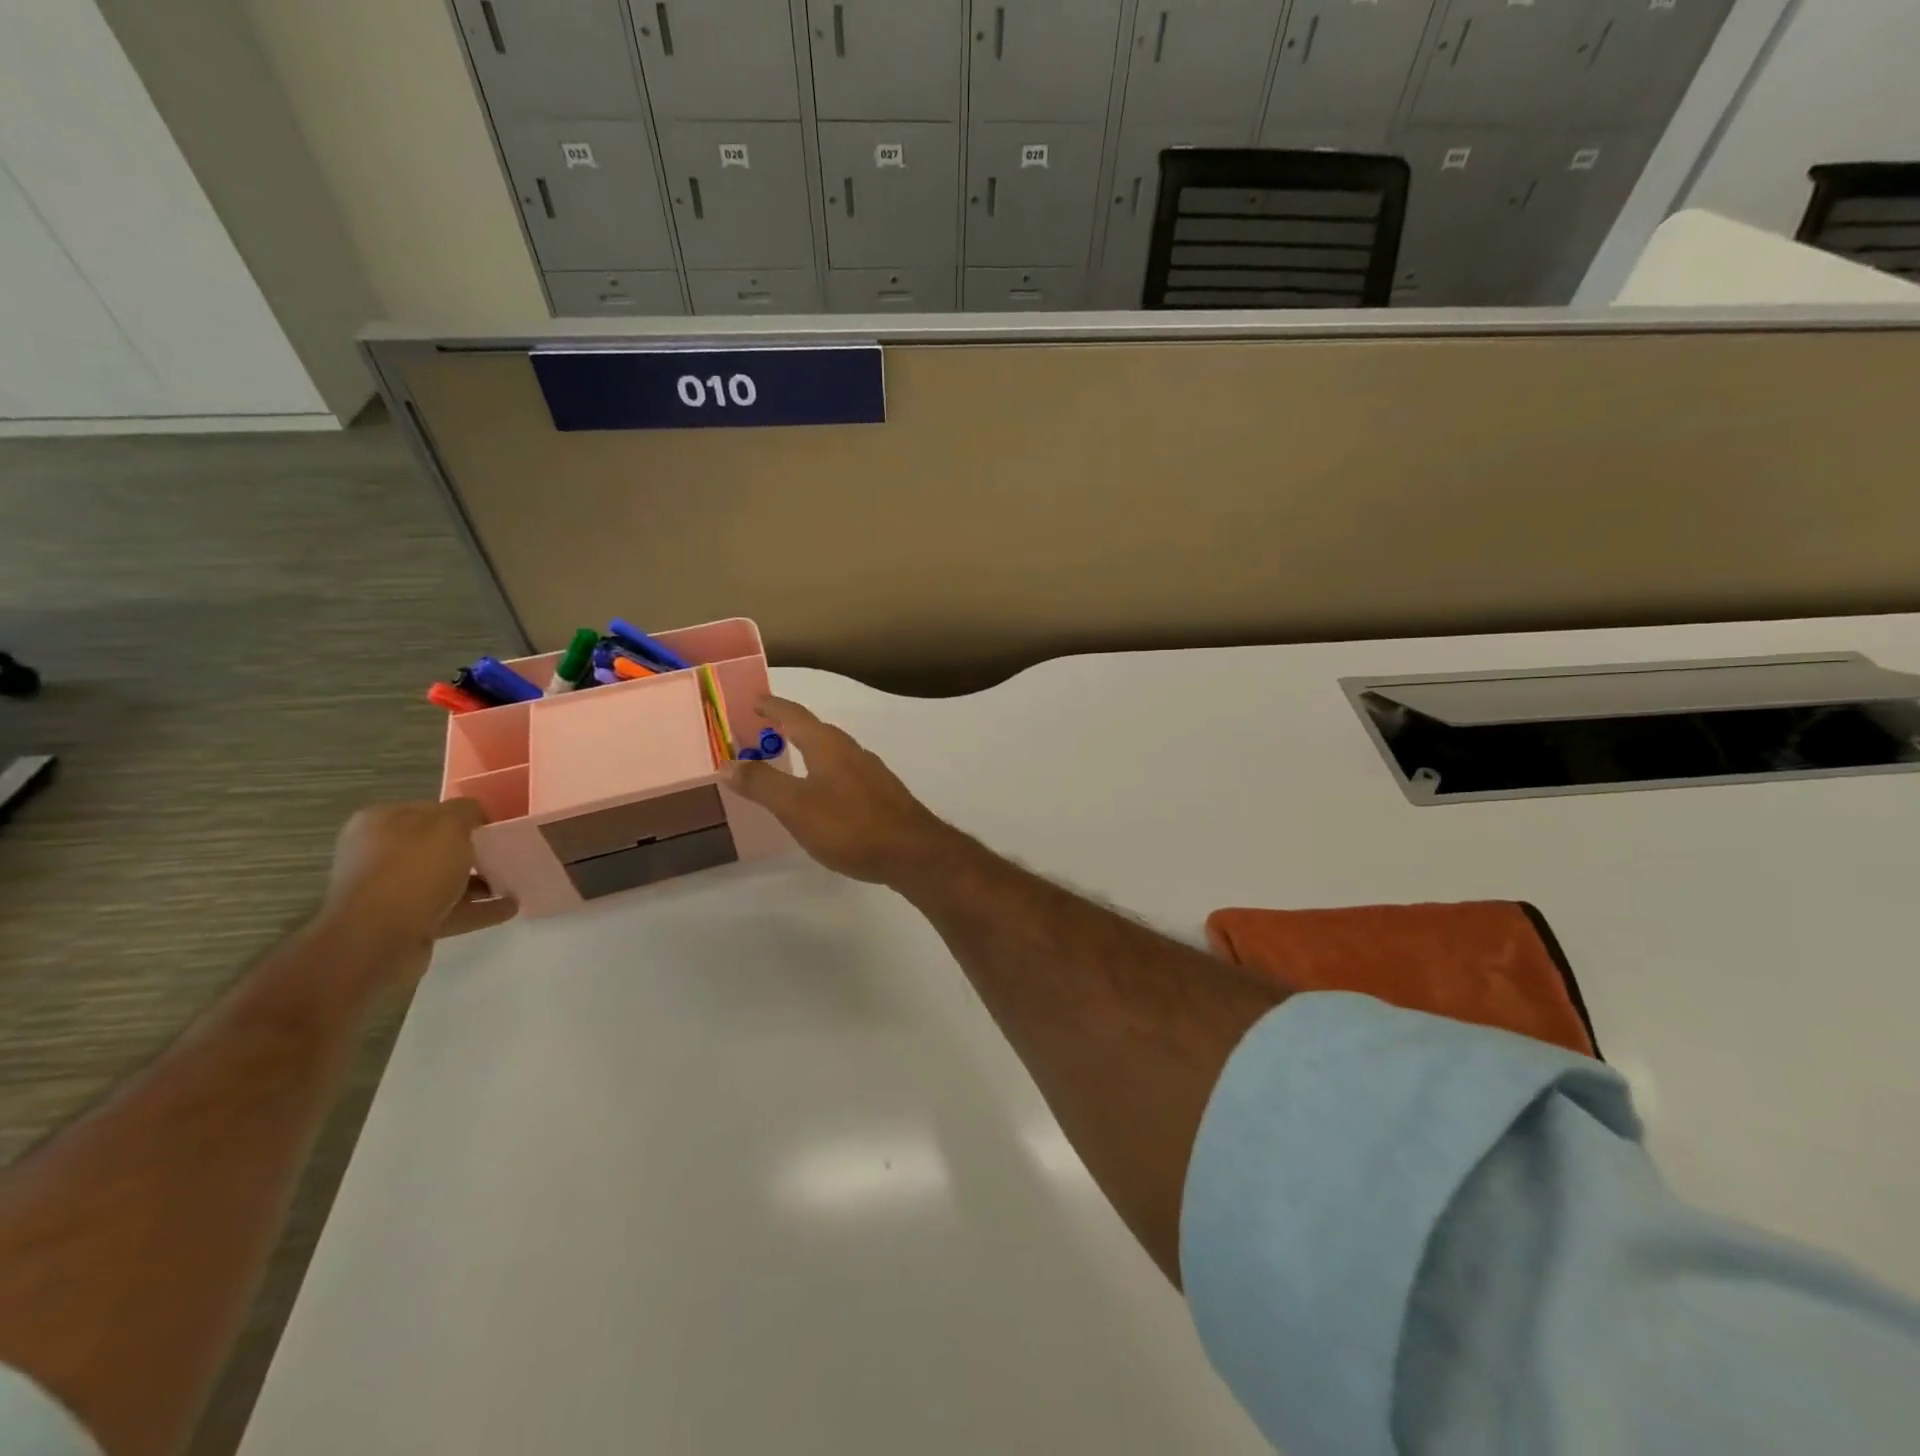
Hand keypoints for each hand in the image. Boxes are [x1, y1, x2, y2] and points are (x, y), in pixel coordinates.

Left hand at [319, 800, 516, 976]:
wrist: (379, 939)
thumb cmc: (413, 869)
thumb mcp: (449, 825)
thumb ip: (467, 811)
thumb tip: (475, 815)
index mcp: (379, 823)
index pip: (429, 810)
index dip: (464, 815)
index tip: (495, 824)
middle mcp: (377, 854)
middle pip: (435, 847)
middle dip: (471, 850)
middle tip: (507, 852)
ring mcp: (388, 892)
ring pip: (442, 880)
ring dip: (478, 882)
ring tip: (515, 882)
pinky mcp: (402, 924)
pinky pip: (448, 910)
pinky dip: (478, 909)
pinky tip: (510, 907)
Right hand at [727, 697, 958, 885]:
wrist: (912, 853)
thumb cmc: (849, 825)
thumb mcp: (795, 806)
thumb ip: (761, 783)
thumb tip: (727, 763)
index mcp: (828, 746)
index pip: (795, 715)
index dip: (773, 706)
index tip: (754, 700)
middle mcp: (852, 751)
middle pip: (815, 731)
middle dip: (788, 728)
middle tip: (762, 732)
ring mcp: (871, 773)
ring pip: (832, 753)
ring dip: (807, 751)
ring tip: (787, 761)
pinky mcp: (881, 796)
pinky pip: (844, 774)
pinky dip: (823, 774)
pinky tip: (820, 795)